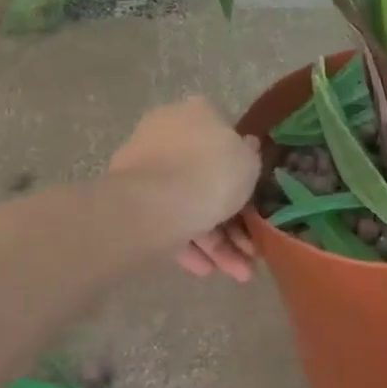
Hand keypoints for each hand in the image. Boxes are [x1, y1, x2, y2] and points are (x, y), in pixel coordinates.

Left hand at [107, 97, 258, 281]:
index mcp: (198, 114)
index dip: (243, 174)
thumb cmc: (210, 173)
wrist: (154, 204)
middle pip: (206, 177)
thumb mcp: (248, 162)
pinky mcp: (130, 199)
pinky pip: (167, 219)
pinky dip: (187, 244)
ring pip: (188, 203)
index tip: (256, 204)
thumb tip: (246, 146)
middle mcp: (168, 133)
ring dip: (215, 241)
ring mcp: (146, 166)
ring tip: (236, 273)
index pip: (225, 139)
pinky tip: (204, 270)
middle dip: (231, 219)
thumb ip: (250, 155)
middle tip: (250, 251)